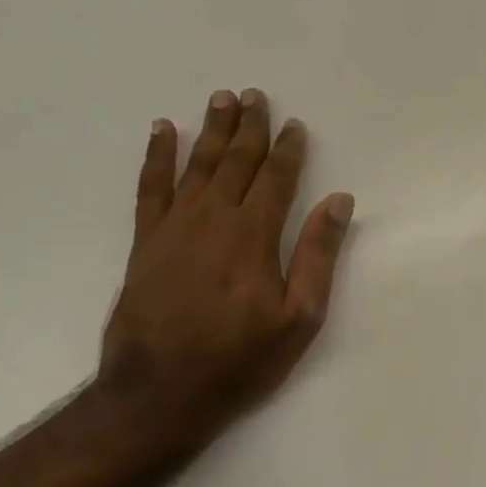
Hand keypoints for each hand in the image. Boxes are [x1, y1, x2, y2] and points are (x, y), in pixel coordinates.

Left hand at [99, 89, 352, 433]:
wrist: (161, 391)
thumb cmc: (241, 359)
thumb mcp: (300, 317)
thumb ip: (318, 256)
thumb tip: (339, 202)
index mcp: (254, 236)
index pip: (276, 180)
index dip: (288, 150)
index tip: (295, 124)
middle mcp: (213, 220)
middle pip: (235, 162)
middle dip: (248, 128)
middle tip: (255, 95)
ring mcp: (174, 228)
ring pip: (196, 166)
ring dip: (210, 131)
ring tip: (220, 99)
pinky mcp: (146, 243)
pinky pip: (150, 188)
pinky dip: (156, 157)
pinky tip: (162, 132)